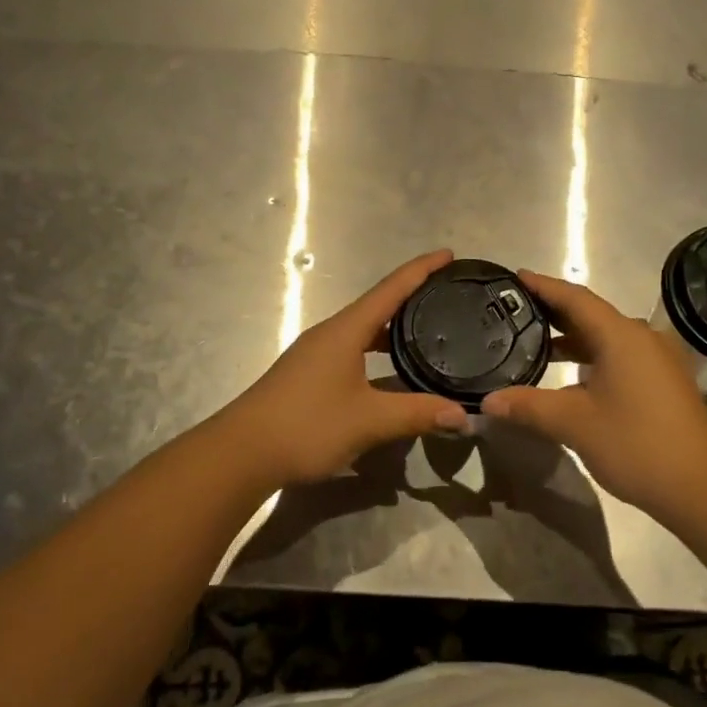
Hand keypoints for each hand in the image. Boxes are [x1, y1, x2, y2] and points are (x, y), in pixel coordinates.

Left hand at [222, 250, 468, 486]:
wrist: (242, 452)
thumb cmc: (307, 425)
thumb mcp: (369, 421)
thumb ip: (417, 414)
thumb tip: (464, 415)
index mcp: (346, 330)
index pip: (391, 288)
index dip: (421, 269)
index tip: (449, 254)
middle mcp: (331, 332)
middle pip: (378, 304)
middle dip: (412, 295)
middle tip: (447, 294)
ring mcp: (316, 352)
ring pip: (363, 328)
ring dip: (393, 325)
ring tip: (426, 328)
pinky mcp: (309, 373)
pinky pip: (352, 347)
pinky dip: (377, 347)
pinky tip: (389, 368)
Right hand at [481, 270, 706, 516]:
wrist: (704, 488)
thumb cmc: (637, 444)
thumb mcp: (575, 424)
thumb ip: (529, 406)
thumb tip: (487, 401)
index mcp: (620, 335)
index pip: (574, 298)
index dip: (543, 286)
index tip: (515, 277)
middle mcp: (641, 337)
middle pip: (590, 314)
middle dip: (553, 312)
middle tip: (515, 311)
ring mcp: (657, 360)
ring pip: (606, 337)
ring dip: (572, 338)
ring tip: (534, 342)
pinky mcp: (664, 382)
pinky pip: (620, 355)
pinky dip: (592, 357)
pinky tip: (571, 375)